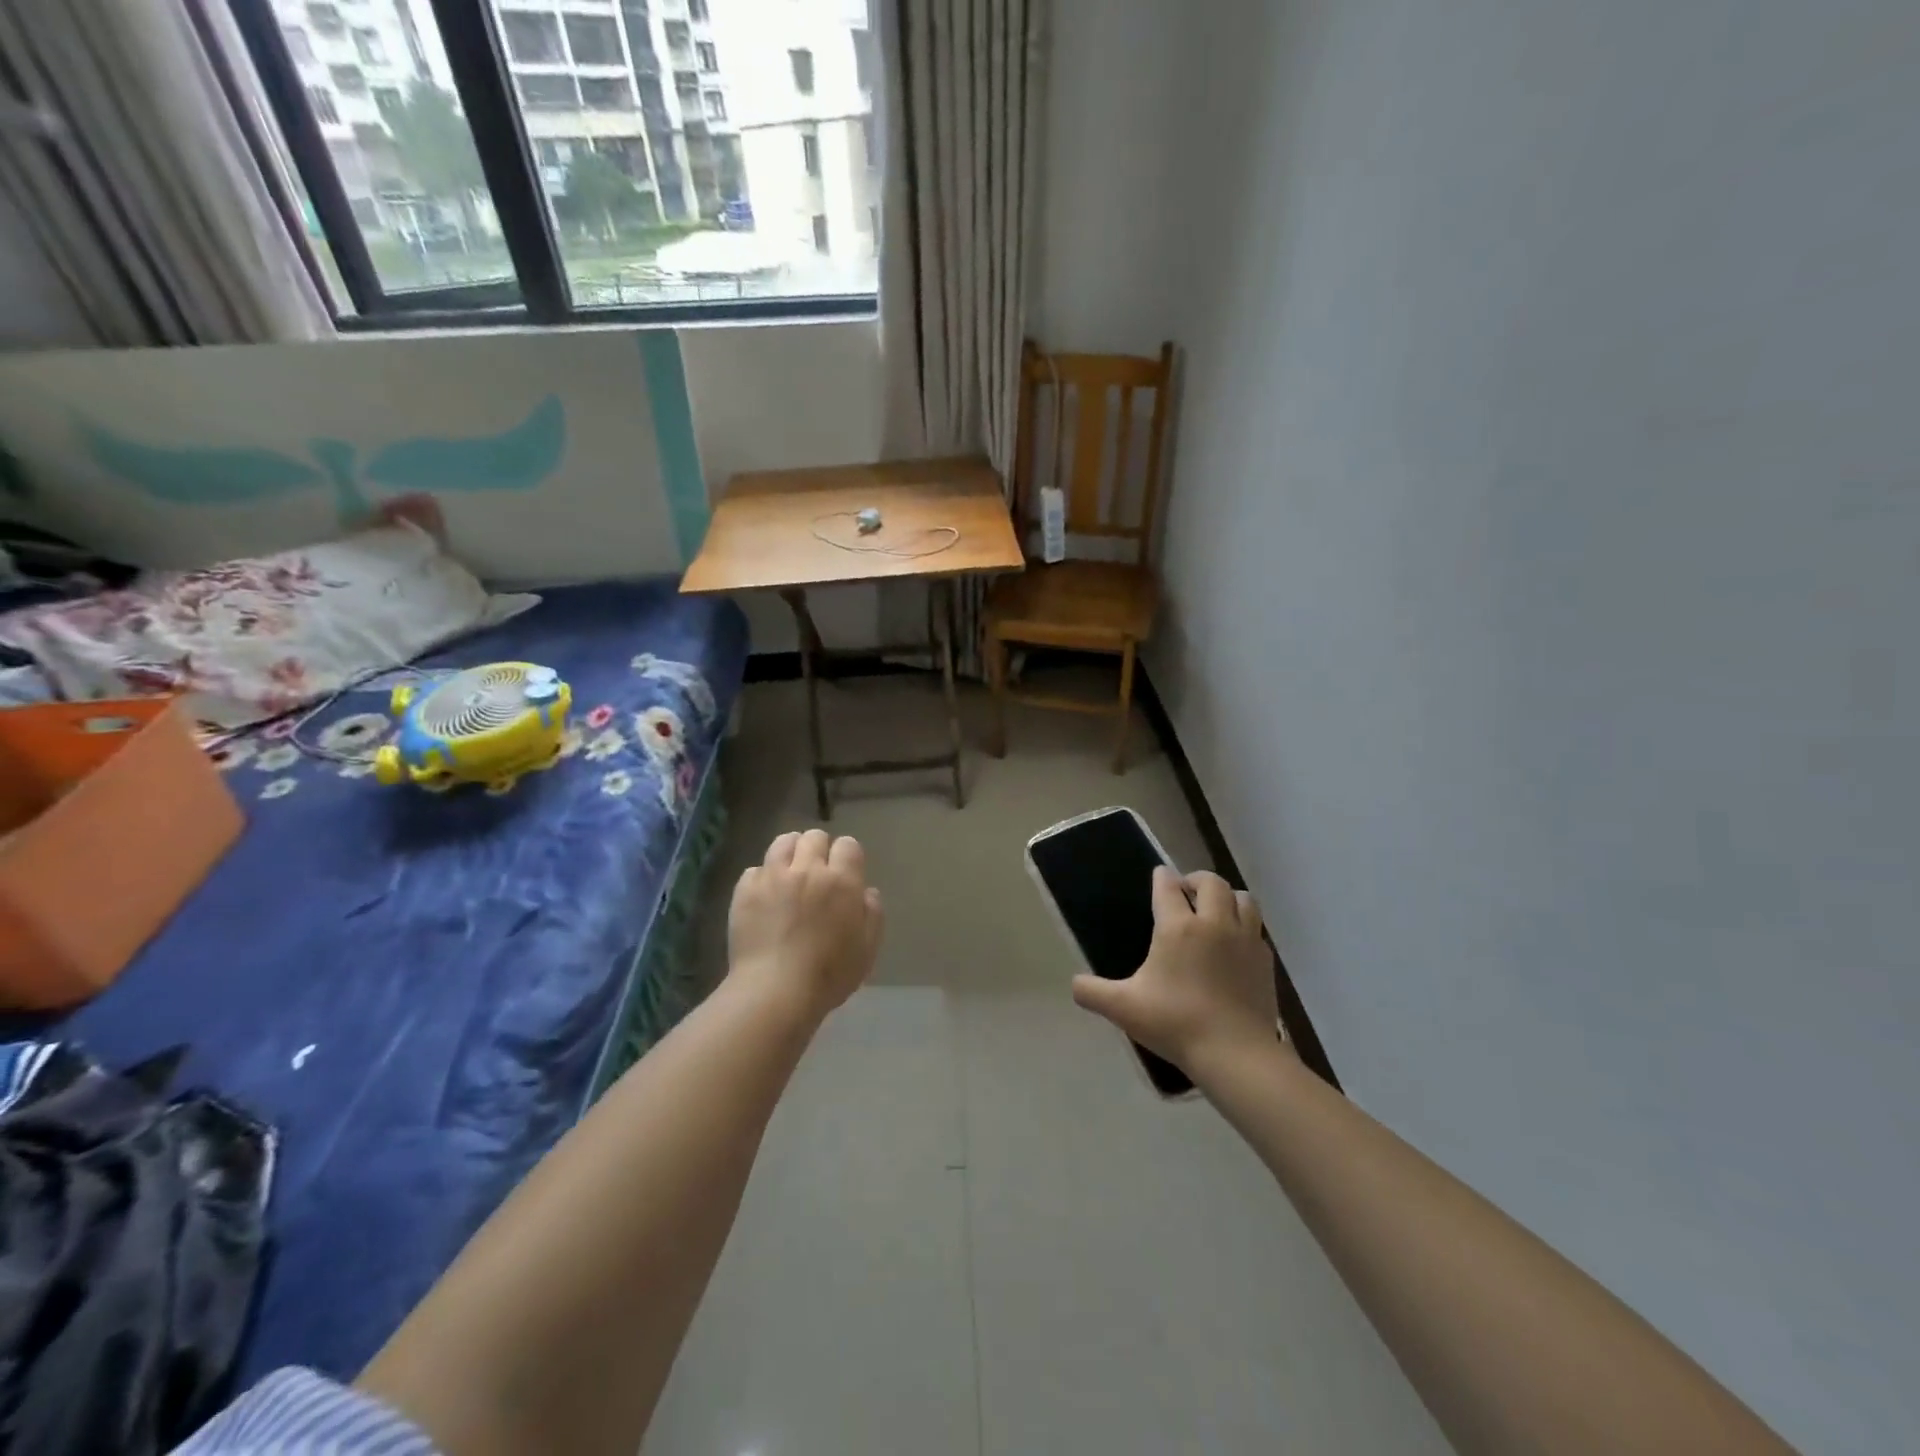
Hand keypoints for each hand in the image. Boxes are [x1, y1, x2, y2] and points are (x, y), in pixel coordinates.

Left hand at [727, 829, 883, 1022]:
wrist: (774, 991)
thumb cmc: (829, 975)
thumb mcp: (867, 949)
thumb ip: (872, 914)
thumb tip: (866, 892)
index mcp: (842, 881)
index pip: (848, 845)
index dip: (847, 856)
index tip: (845, 873)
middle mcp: (808, 870)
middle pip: (814, 837)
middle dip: (819, 849)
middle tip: (817, 873)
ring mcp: (773, 877)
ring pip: (783, 842)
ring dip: (790, 852)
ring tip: (789, 872)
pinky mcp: (745, 890)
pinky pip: (755, 869)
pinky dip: (762, 877)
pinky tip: (764, 896)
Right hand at [1071, 868, 1284, 1078]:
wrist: (1235, 1054)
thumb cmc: (1175, 1023)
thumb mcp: (1124, 1008)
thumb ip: (1093, 992)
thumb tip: (1074, 984)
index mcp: (1178, 927)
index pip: (1168, 886)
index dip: (1161, 877)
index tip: (1158, 875)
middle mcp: (1214, 923)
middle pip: (1211, 882)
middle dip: (1196, 880)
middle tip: (1185, 892)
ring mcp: (1245, 940)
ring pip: (1243, 898)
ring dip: (1228, 897)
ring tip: (1215, 910)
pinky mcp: (1265, 961)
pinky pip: (1256, 930)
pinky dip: (1244, 927)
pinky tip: (1234, 946)